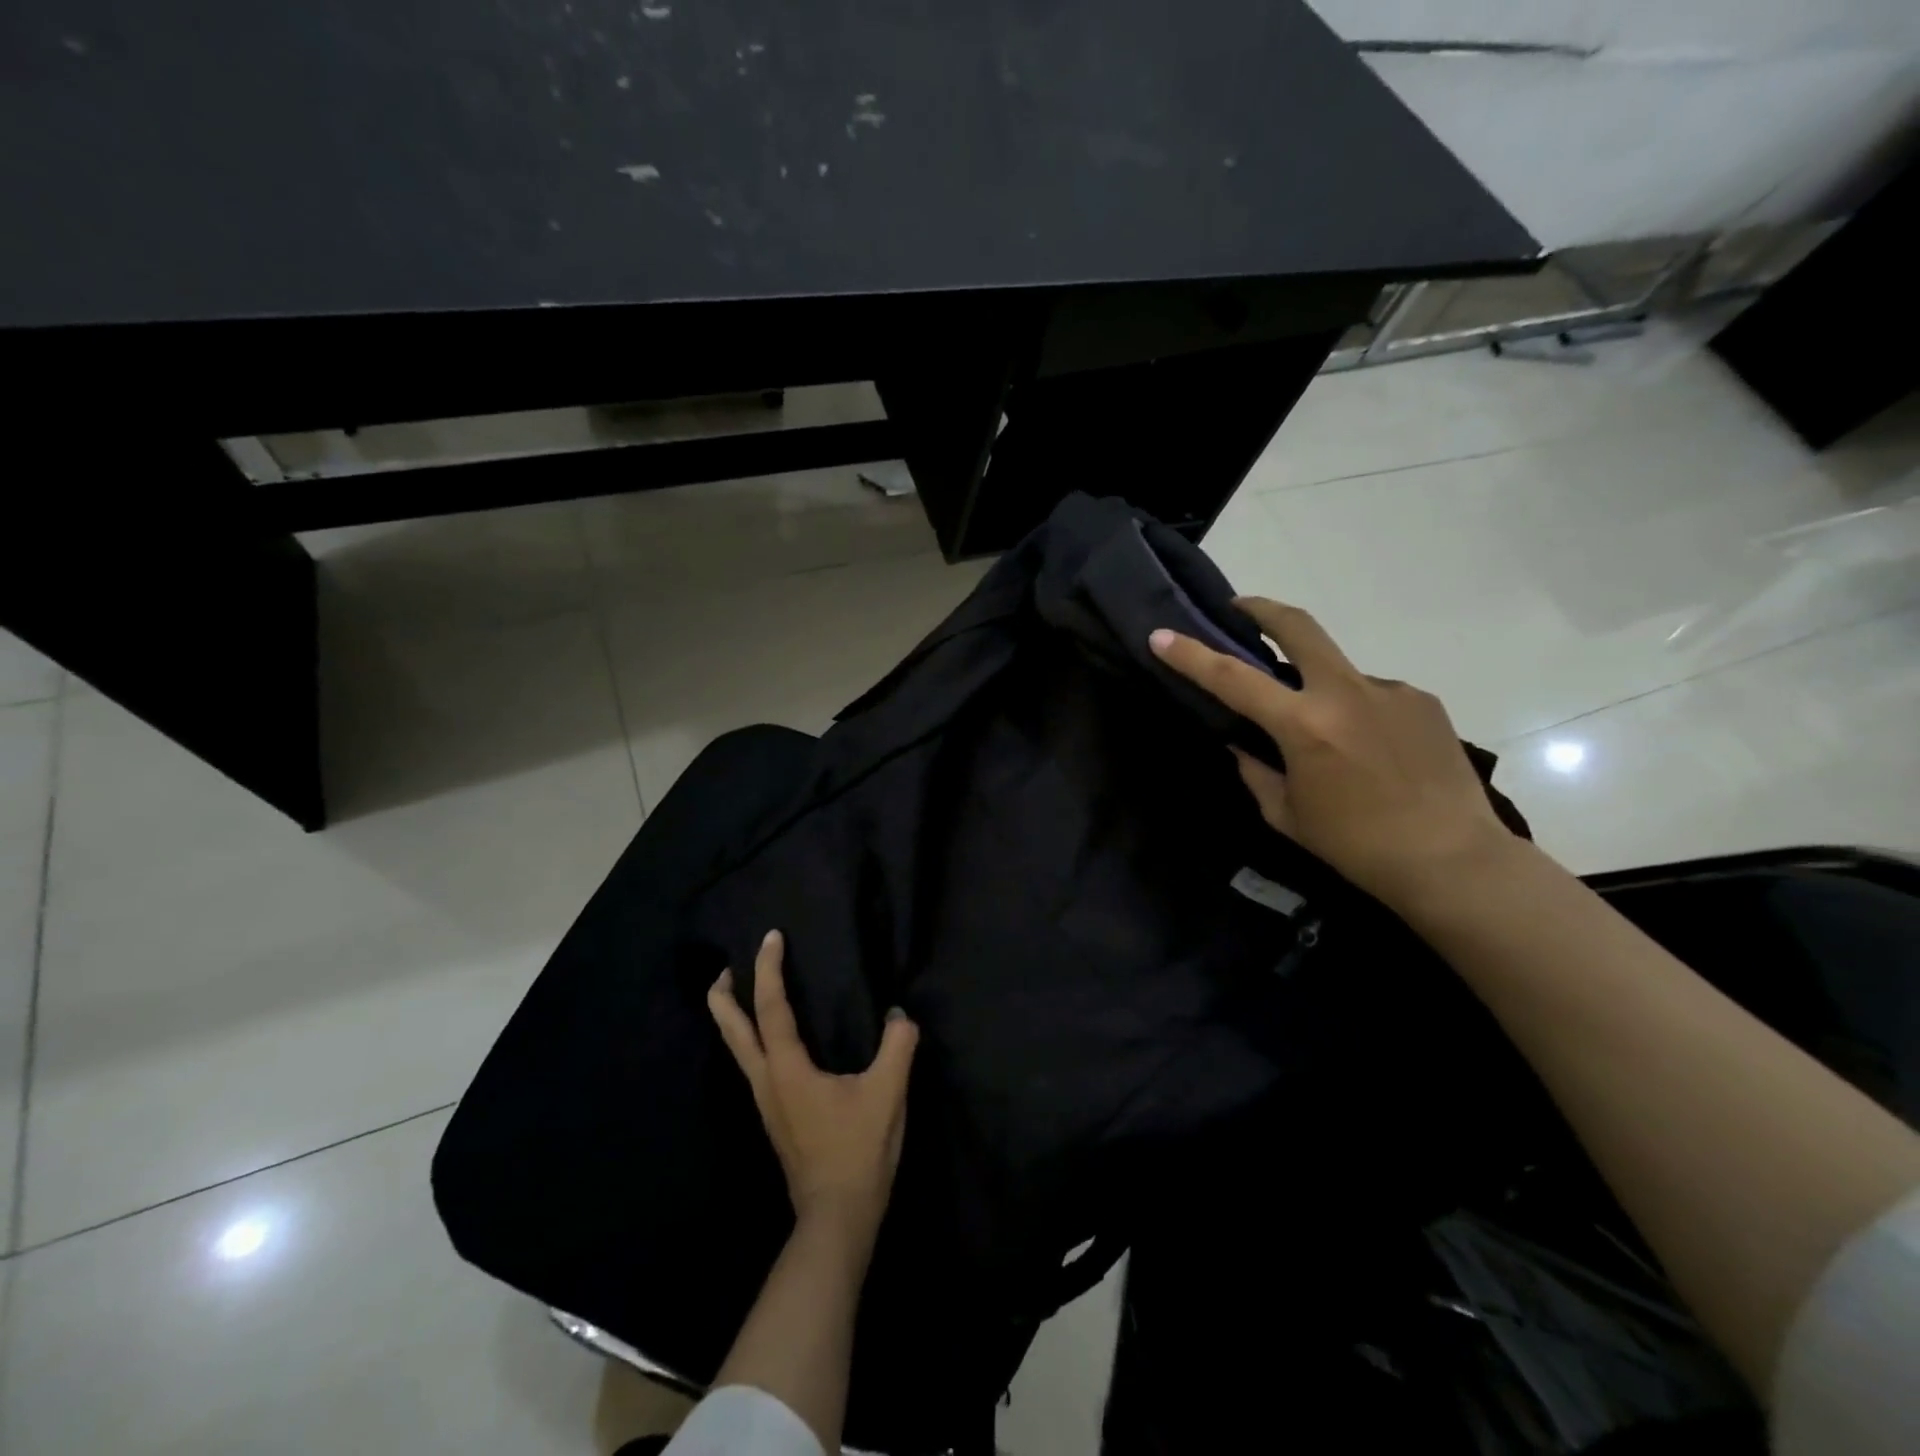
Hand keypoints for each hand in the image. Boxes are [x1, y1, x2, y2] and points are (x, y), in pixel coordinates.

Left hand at [708, 930, 918, 1240]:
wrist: (836, 1216)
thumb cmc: (858, 1151)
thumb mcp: (887, 1094)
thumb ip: (897, 1047)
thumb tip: (899, 1014)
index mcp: (788, 1069)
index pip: (771, 1007)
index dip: (769, 969)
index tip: (770, 937)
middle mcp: (767, 1081)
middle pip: (733, 1031)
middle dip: (724, 997)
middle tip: (727, 968)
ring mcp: (767, 1102)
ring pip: (739, 1050)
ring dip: (735, 1018)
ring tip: (745, 996)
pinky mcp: (776, 1116)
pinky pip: (755, 1064)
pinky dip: (753, 1039)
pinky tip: (775, 1042)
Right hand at [1149, 597, 1515, 910]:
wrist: (1453, 860)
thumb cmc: (1356, 846)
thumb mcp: (1286, 814)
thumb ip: (1256, 771)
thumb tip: (1244, 743)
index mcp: (1304, 726)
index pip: (1233, 679)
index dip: (1191, 655)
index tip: (1161, 636)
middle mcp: (1346, 694)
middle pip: (1298, 626)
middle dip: (1261, 609)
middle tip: (1239, 609)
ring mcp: (1390, 691)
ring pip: (1337, 671)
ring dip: (1319, 687)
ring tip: (1331, 738)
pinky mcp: (1422, 701)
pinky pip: (1373, 696)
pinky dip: (1356, 712)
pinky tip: (1370, 751)